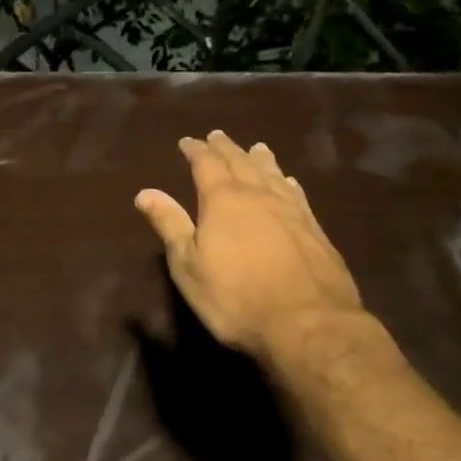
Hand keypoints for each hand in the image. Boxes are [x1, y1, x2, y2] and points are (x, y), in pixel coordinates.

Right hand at [134, 129, 364, 361]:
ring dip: (260, 159)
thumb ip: (170, 225)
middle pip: (240, 162)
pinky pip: (297, 195)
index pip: (206, 163)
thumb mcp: (189, 265)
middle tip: (217, 136)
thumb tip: (145, 192)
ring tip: (256, 147)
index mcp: (223, 199)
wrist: (309, 325)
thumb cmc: (236, 297)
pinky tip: (290, 183)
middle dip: (226, 148)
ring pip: (272, 174)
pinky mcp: (316, 230)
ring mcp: (291, 211)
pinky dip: (288, 183)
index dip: (196, 150)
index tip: (187, 141)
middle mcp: (258, 195)